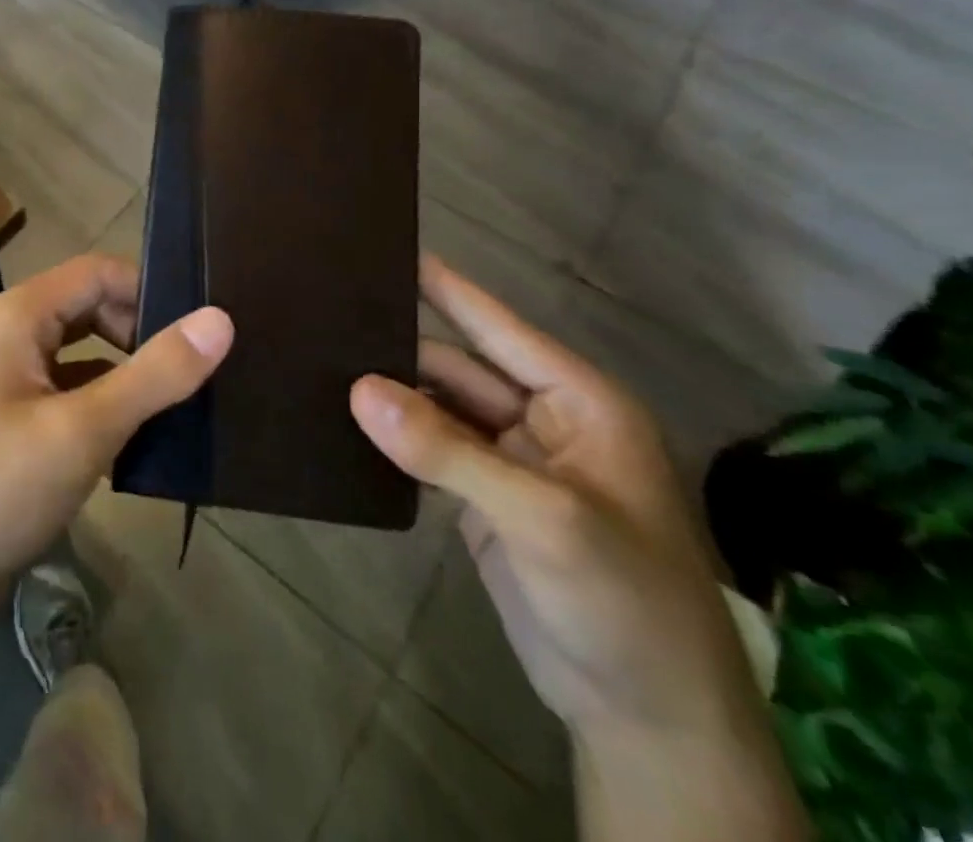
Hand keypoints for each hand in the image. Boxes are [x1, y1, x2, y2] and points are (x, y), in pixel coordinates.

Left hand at [0, 254, 233, 632]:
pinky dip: (105, 409)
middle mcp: (9, 335)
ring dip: (127, 376)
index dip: (150, 291)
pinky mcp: (11, 424)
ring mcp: (7, 382)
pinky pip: (69, 396)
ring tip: (182, 406)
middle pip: (90, 310)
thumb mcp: (82, 430)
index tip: (200, 331)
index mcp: (17, 316)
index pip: (98, 272)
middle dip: (141, 335)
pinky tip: (138, 444)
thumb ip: (154, 374)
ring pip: (83, 357)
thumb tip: (221, 319)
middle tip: (194, 373)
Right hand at [349, 257, 763, 741]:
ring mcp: (510, 462)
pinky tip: (346, 422)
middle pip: (458, 366)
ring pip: (439, 409)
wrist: (650, 722)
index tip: (386, 249)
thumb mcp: (543, 518)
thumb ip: (447, 449)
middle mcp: (542, 419)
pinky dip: (395, 438)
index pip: (497, 327)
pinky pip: (431, 451)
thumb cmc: (623, 600)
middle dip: (400, 347)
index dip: (445, 288)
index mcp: (577, 401)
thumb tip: (359, 389)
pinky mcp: (483, 501)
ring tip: (321, 362)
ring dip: (392, 393)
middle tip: (327, 317)